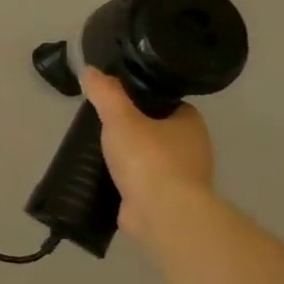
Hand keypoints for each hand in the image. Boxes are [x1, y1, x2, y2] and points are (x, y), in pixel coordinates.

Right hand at [82, 68, 216, 240]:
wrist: (163, 214)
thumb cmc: (148, 159)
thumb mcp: (120, 117)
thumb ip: (105, 93)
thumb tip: (90, 69)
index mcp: (190, 124)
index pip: (168, 104)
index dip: (144, 100)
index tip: (117, 100)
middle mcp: (193, 149)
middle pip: (158, 130)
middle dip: (134, 129)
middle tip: (102, 125)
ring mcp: (181, 178)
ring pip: (150, 158)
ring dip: (129, 157)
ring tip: (97, 151)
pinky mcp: (166, 201)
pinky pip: (142, 183)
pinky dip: (126, 180)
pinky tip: (104, 177)